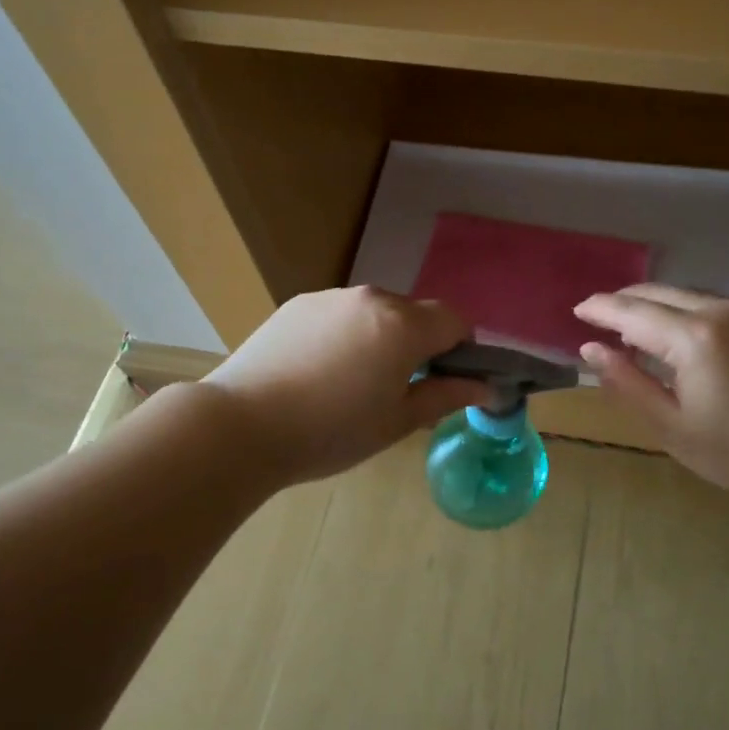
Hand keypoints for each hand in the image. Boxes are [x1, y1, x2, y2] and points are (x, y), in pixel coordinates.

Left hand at [200, 287, 489, 485]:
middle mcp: (371, 298)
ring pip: (375, 313)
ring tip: (350, 383)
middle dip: (419, 344)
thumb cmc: (330, 432)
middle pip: (414, 314)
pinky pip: (340, 314)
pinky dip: (345, 335)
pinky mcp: (297, 304)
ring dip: (380, 337)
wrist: (242, 425)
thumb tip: (487, 388)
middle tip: (397, 389)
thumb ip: (446, 396)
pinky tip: (318, 372)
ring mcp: (330, 297)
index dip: (461, 350)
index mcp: (402, 325)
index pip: (455, 321)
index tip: (445, 381)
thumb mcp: (397, 422)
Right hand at [574, 285, 728, 511]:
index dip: (600, 309)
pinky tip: (673, 334)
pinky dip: (679, 310)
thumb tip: (590, 349)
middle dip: (622, 301)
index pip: (631, 312)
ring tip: (630, 329)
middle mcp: (718, 310)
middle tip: (596, 318)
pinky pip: (707, 302)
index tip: (576, 311)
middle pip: (656, 292)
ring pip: (683, 294)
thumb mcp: (671, 426)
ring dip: (651, 304)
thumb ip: (626, 382)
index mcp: (693, 338)